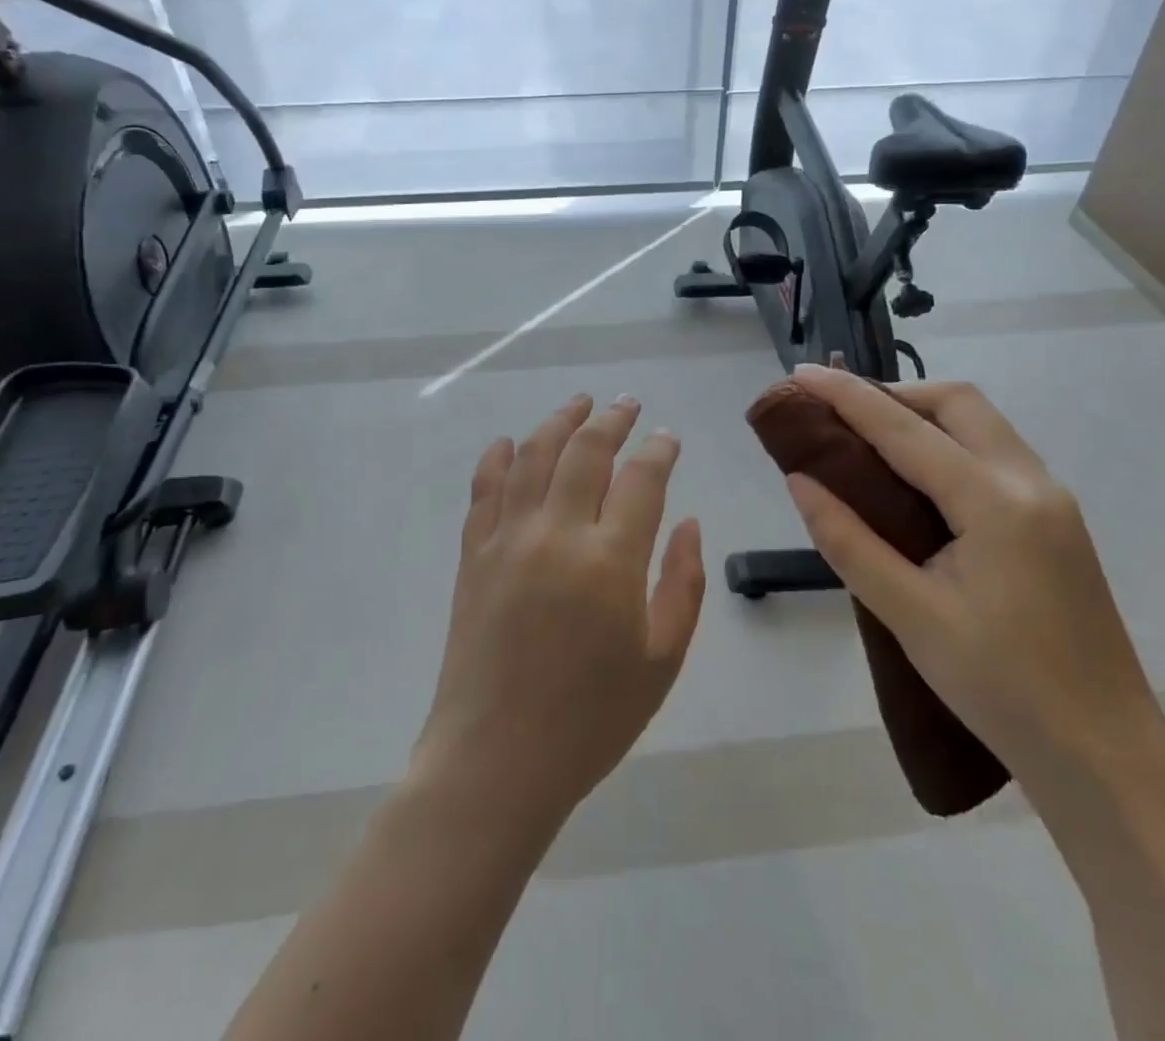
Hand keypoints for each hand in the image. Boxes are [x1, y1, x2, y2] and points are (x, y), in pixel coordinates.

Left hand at [414, 395, 706, 826]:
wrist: (495, 761)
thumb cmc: (590, 720)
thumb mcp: (661, 661)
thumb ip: (683, 584)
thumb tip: (691, 524)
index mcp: (610, 561)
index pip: (641, 479)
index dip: (659, 450)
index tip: (667, 437)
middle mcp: (557, 534)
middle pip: (586, 451)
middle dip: (611, 419)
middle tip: (627, 404)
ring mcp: (507, 539)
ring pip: (533, 456)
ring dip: (559, 421)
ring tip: (579, 403)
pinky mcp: (473, 555)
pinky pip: (484, 489)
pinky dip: (498, 457)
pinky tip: (510, 441)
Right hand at [785, 364, 1163, 784]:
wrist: (1106, 755)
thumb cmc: (1002, 690)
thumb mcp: (911, 616)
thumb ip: (849, 541)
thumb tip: (800, 481)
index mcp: (996, 503)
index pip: (905, 429)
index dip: (847, 396)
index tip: (801, 374)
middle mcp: (1031, 482)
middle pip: (958, 402)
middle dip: (894, 393)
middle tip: (840, 413)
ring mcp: (1052, 499)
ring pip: (981, 423)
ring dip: (923, 415)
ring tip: (868, 437)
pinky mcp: (1057, 521)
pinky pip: (994, 453)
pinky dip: (948, 442)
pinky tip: (918, 477)